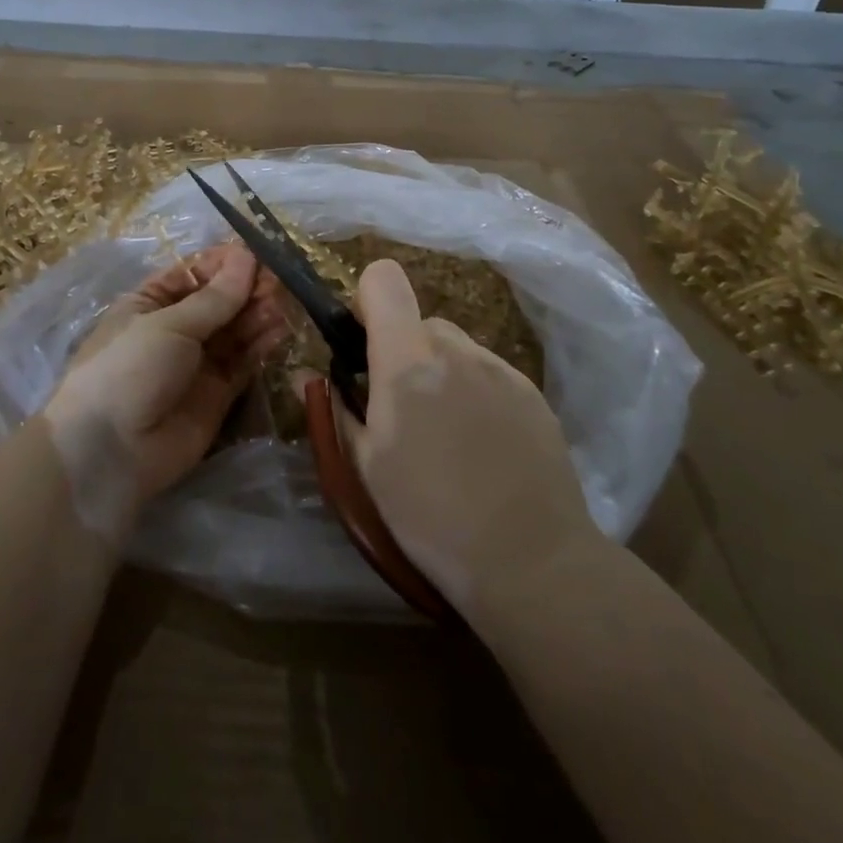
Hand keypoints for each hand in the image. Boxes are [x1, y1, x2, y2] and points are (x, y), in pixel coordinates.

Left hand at [44, 245, 284, 537]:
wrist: (110, 451)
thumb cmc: (129, 368)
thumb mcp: (169, 325)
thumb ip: (215, 298)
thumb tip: (247, 258)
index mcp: (150, 303)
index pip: (193, 273)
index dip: (224, 263)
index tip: (256, 253)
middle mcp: (175, 329)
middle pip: (218, 301)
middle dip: (246, 288)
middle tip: (276, 280)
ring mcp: (197, 362)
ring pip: (234, 330)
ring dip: (257, 313)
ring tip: (280, 302)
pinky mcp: (218, 394)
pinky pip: (243, 362)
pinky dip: (260, 345)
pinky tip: (279, 329)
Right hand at [315, 259, 598, 618]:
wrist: (532, 562)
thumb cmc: (431, 517)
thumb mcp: (366, 469)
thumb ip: (338, 410)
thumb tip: (309, 377)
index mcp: (407, 362)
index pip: (383, 280)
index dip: (368, 302)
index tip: (363, 347)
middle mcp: (456, 350)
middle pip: (419, 321)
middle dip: (403, 351)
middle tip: (402, 408)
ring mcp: (500, 369)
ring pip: (456, 348)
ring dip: (440, 372)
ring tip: (447, 434)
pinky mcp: (532, 393)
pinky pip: (489, 373)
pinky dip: (475, 392)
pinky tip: (483, 447)